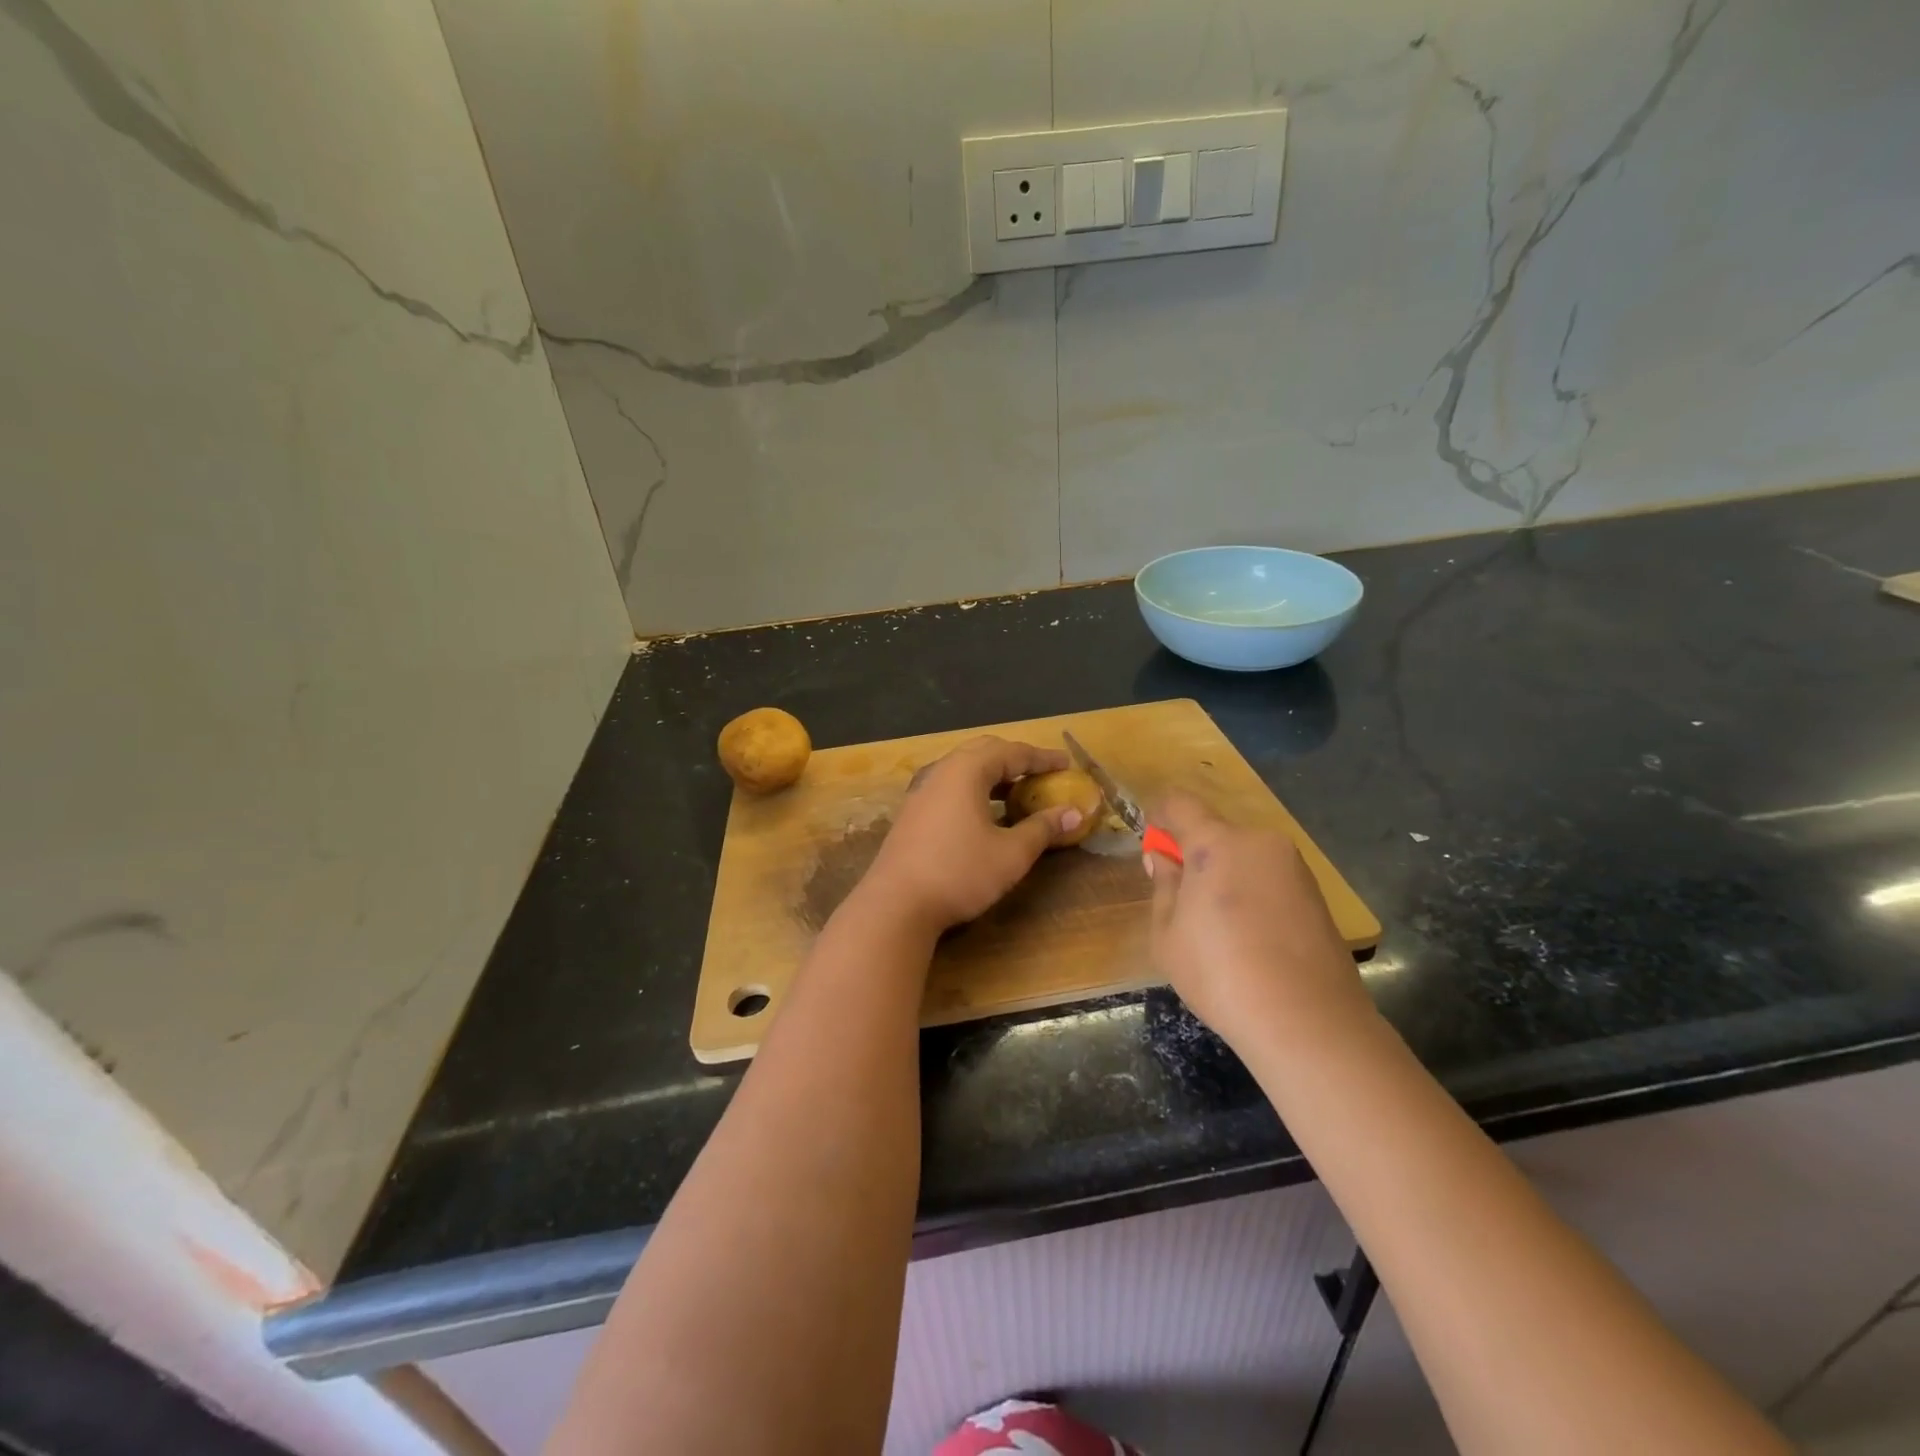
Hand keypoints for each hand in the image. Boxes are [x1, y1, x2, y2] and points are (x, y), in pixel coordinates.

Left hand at [859, 736, 1085, 932]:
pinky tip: (985, 815)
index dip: (1042, 758)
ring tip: (1018, 793)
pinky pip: (950, 787)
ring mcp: (921, 791)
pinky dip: (974, 790)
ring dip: (993, 775)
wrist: (896, 904)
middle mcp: (941, 771)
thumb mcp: (1011, 854)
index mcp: (966, 771)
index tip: (1066, 764)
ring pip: (963, 769)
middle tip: (1041, 773)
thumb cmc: (959, 873)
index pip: (1011, 752)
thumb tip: (1074, 812)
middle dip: (1015, 759)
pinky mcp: (912, 812)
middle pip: (984, 751)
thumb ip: (1043, 829)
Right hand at [1146, 792, 1371, 1049]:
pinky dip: (1254, 894)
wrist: (1308, 1021)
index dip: (1160, 815)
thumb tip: (1163, 859)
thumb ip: (1163, 887)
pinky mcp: (1317, 895)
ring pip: (1246, 857)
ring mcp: (1294, 867)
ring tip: (1220, 926)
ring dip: (1227, 875)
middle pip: (1216, 832)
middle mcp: (1259, 842)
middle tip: (1183, 896)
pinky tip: (1252, 938)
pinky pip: (1271, 879)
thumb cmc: (1220, 973)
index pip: (1180, 804)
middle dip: (1196, 854)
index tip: (1152, 841)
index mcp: (1216, 843)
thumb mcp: (1168, 935)